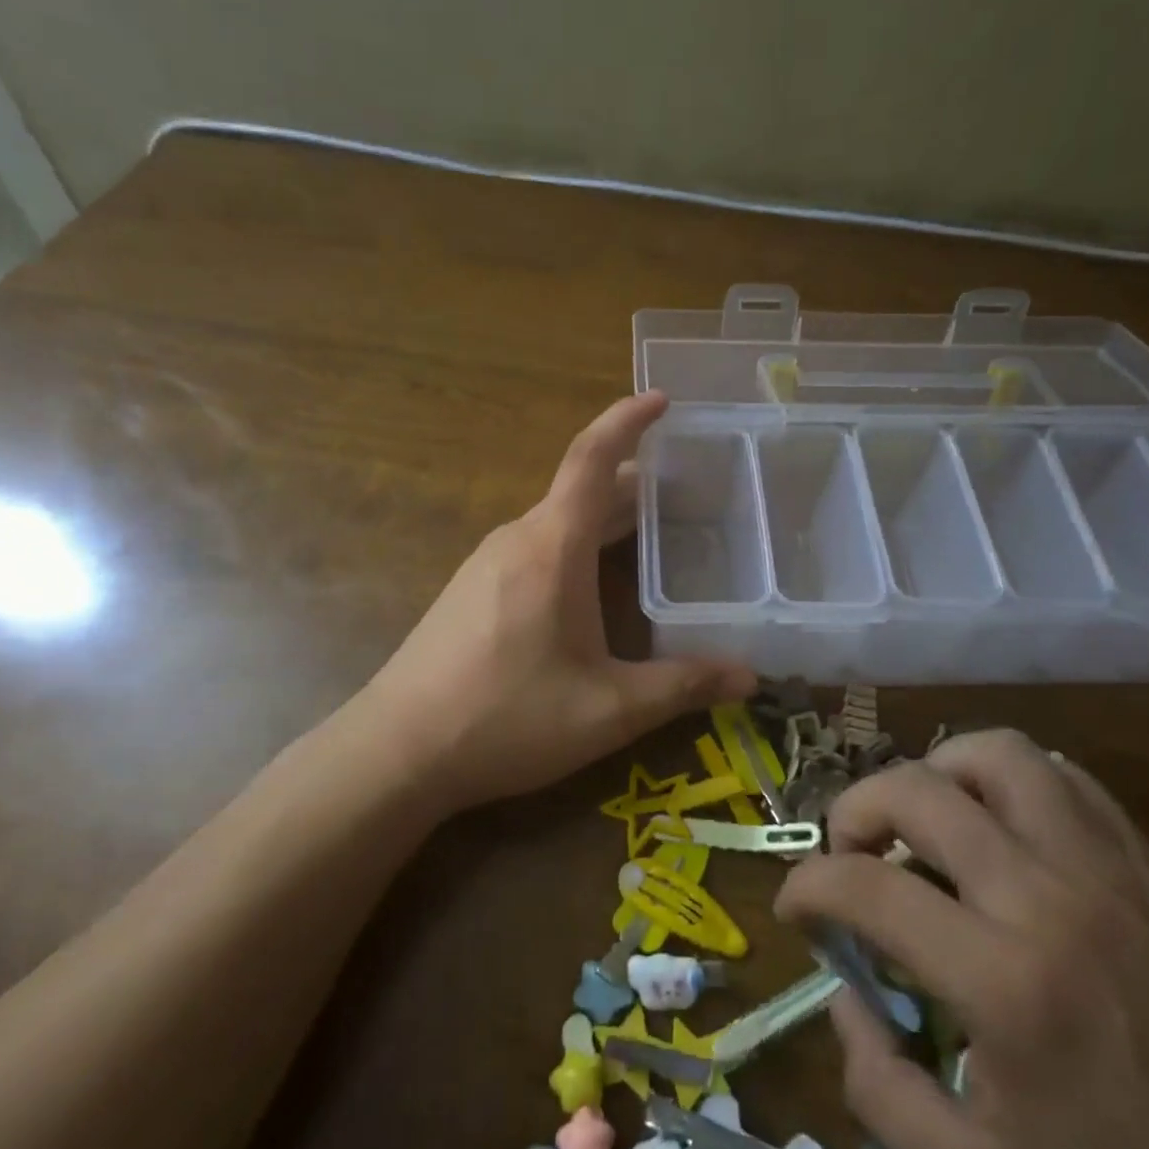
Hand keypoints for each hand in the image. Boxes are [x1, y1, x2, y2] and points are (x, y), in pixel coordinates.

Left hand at [355, 391, 754, 812]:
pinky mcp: (473, 589)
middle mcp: (518, 538)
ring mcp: (488, 562)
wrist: (397, 750)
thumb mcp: (608, 709)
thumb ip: (682, 688)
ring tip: (655, 535)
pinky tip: (595, 584)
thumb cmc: (507, 718)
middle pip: (584, 491)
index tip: (663, 398)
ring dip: (606, 518)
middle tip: (692, 493)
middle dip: (637, 484)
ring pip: (560, 521)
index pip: (593, 458)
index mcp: (553, 546)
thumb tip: (751, 678)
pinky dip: (578, 544)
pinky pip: (538, 546)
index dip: (628, 420)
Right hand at [776, 731, 1148, 1148]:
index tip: (795, 907)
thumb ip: (877, 1084)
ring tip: (921, 820)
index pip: (868, 888)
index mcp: (1003, 983)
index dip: (809, 887)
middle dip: (854, 809)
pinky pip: (1064, 777)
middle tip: (848, 852)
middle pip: (918, 792)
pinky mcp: (1147, 863)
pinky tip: (996, 824)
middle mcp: (1049, 899)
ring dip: (936, 772)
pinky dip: (1008, 781)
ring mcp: (1106, 868)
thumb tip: (844, 993)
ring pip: (997, 755)